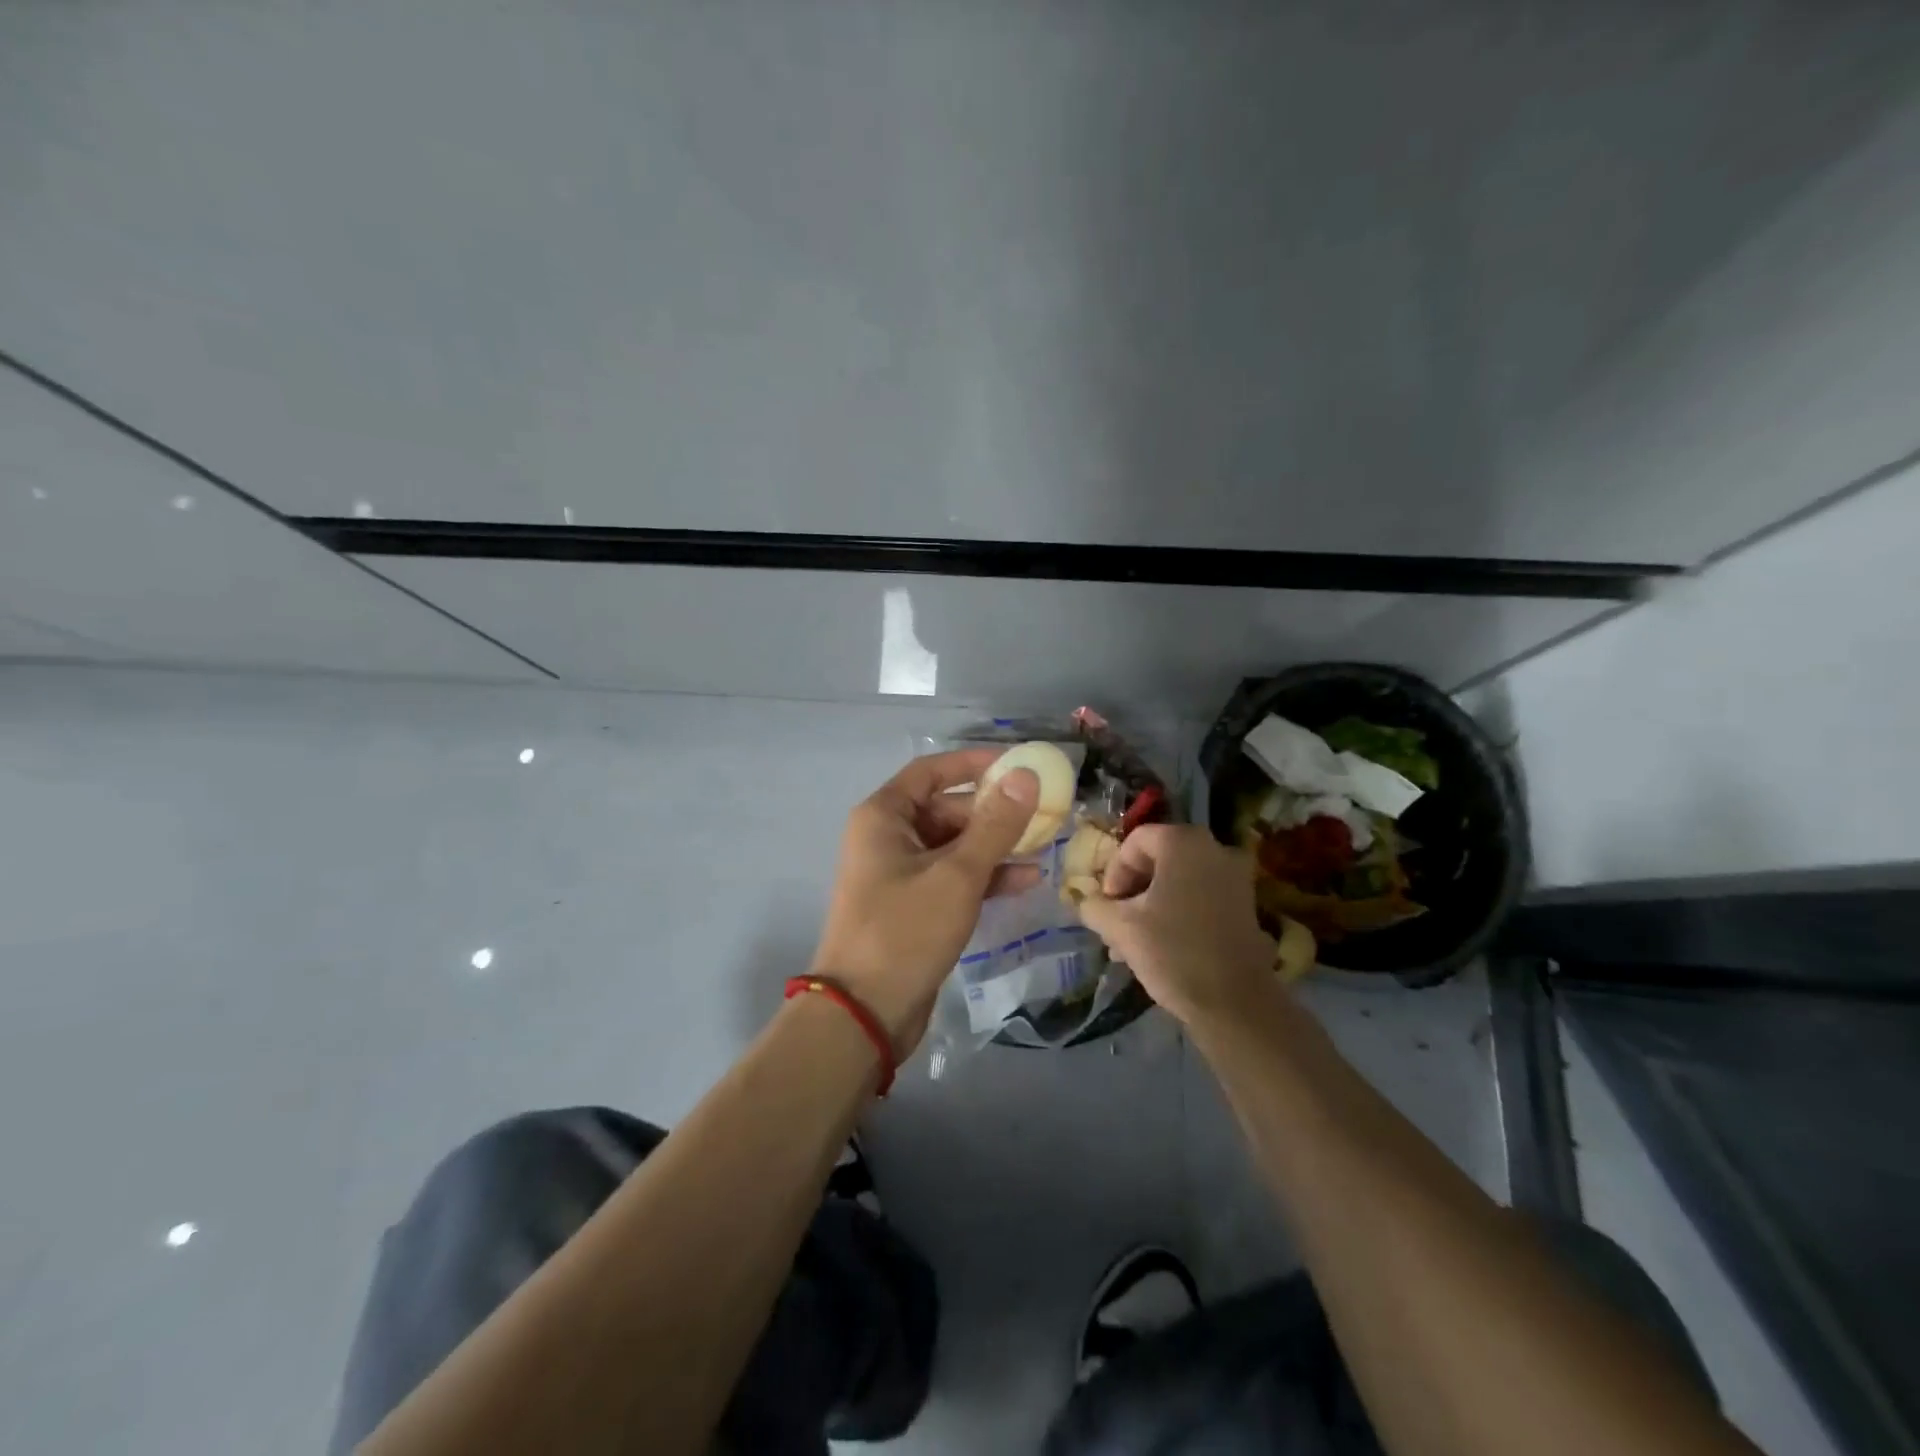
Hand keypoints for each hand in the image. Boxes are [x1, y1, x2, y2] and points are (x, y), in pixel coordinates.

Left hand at [809, 748, 1043, 1056]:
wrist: (864, 1012)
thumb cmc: (905, 930)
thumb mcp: (957, 874)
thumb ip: (995, 824)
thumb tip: (1025, 775)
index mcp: (884, 816)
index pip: (932, 771)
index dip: (975, 764)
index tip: (1018, 765)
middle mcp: (888, 837)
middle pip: (946, 808)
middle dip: (993, 811)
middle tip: (1043, 812)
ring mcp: (899, 874)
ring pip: (954, 845)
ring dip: (995, 845)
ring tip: (1044, 845)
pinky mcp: (913, 906)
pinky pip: (952, 877)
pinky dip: (984, 876)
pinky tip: (1026, 880)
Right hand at [1076, 824, 1276, 1026]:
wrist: (1236, 1004)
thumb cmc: (1174, 952)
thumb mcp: (1121, 928)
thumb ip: (1095, 907)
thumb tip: (1088, 903)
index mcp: (1184, 843)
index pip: (1135, 842)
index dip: (1113, 872)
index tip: (1107, 907)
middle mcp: (1215, 849)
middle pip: (1157, 861)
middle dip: (1131, 893)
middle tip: (1115, 925)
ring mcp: (1235, 878)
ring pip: (1178, 882)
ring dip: (1150, 906)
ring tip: (1131, 945)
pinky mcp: (1245, 907)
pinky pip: (1199, 898)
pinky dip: (1177, 914)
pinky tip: (1160, 948)